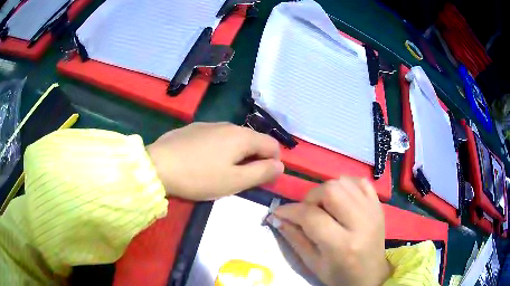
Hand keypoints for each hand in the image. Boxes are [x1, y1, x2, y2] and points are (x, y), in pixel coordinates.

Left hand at [147, 122, 283, 199]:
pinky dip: (220, 150)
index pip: (272, 145)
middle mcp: (228, 125)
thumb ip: (262, 172)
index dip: (273, 163)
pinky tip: (204, 162)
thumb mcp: (235, 181)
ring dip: (237, 155)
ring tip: (222, 173)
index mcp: (242, 136)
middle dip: (254, 160)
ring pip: (234, 140)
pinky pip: (216, 139)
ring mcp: (209, 125)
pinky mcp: (194, 129)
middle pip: (253, 141)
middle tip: (241, 180)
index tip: (262, 179)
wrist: (158, 166)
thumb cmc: (199, 177)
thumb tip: (280, 166)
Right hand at [270, 177, 390, 285]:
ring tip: (323, 207)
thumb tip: (277, 217)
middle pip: (331, 190)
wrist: (371, 275)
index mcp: (342, 245)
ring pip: (344, 182)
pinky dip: (346, 186)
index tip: (278, 212)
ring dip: (327, 191)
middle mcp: (361, 223)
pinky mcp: (378, 205)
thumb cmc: (340, 276)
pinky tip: (340, 199)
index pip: (311, 217)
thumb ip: (295, 239)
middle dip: (311, 197)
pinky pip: (360, 182)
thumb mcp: (313, 264)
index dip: (289, 211)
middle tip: (306, 211)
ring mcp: (373, 211)